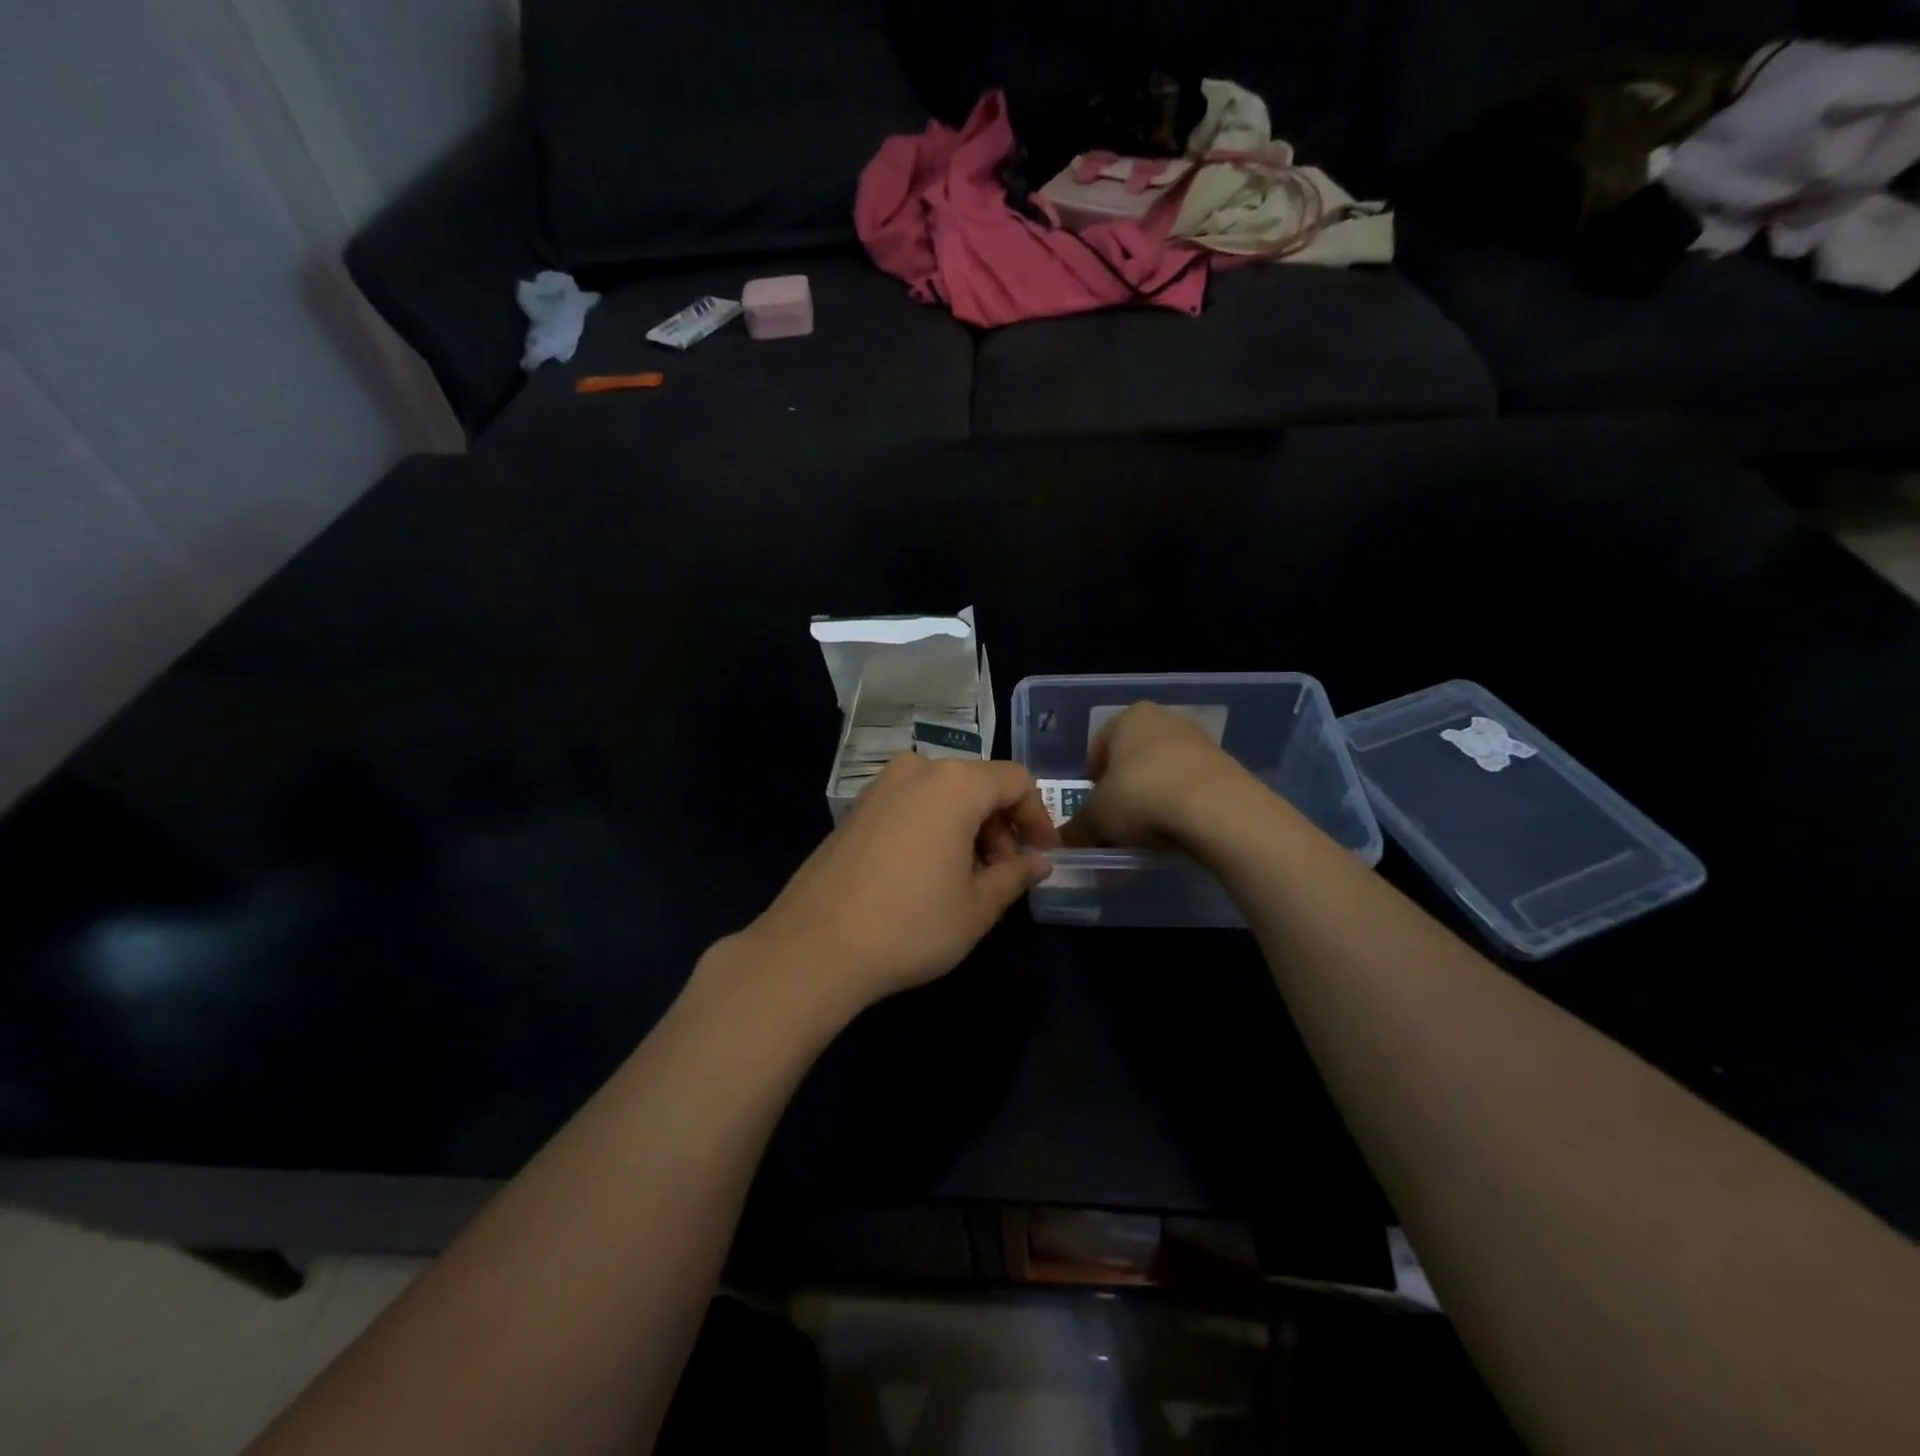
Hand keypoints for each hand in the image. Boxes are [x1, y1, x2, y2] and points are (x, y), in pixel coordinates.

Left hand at [733, 755, 1060, 1015]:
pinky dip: (934, 830)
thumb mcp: (977, 906)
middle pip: (978, 785)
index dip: (1038, 818)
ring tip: (967, 882)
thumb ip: (1015, 875)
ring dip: (967, 830)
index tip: (1042, 857)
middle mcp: (916, 770)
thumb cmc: (911, 924)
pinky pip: (911, 806)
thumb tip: (1039, 862)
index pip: (1015, 782)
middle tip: (1003, 877)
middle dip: (1001, 827)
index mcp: (954, 783)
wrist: (814, 946)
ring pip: (943, 796)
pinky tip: (927, 876)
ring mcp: (880, 787)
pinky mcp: (856, 809)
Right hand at [1061, 702, 1254, 849]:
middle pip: (1133, 757)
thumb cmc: (1141, 796)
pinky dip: (1180, 805)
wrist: (1216, 808)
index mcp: (1128, 717)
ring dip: (1153, 797)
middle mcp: (1164, 719)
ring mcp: (1199, 739)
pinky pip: (1190, 786)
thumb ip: (1077, 828)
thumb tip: (1062, 842)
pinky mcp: (1225, 764)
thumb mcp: (1098, 817)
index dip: (1092, 780)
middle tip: (1119, 821)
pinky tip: (1177, 830)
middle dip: (1124, 788)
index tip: (1093, 808)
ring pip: (1163, 771)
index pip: (1099, 745)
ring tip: (1148, 832)